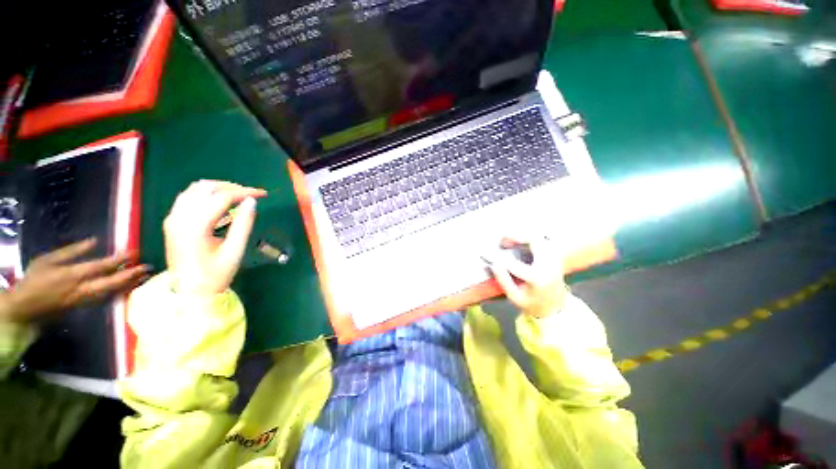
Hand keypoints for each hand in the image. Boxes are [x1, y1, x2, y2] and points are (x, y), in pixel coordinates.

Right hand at [1, 238, 148, 322]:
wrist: (24, 309)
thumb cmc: (33, 280)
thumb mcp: (47, 260)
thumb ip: (71, 251)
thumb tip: (94, 241)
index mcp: (72, 275)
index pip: (101, 266)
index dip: (119, 259)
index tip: (135, 251)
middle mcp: (81, 289)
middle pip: (112, 282)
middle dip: (131, 275)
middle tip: (148, 267)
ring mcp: (84, 300)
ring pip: (112, 292)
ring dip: (129, 284)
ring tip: (145, 276)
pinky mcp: (84, 307)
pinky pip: (106, 299)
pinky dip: (120, 292)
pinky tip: (130, 286)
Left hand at [163, 180, 266, 295]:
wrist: (190, 292)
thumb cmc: (216, 274)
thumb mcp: (235, 250)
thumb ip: (244, 224)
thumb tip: (252, 201)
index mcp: (196, 226)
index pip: (222, 197)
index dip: (245, 192)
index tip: (263, 194)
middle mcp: (180, 217)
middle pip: (206, 187)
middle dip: (232, 187)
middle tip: (251, 196)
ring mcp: (173, 218)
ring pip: (195, 189)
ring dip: (218, 188)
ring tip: (238, 197)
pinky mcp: (172, 221)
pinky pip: (188, 197)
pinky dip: (206, 194)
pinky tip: (219, 203)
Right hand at [485, 236, 565, 317]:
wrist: (556, 309)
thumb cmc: (533, 304)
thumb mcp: (515, 297)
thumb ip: (504, 281)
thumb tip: (494, 265)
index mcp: (537, 278)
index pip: (512, 263)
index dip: (496, 258)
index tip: (485, 254)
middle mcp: (548, 266)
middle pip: (534, 240)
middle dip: (516, 237)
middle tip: (503, 241)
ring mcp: (554, 260)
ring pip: (540, 238)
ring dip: (523, 236)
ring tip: (510, 241)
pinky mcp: (555, 258)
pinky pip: (544, 242)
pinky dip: (531, 239)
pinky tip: (521, 242)